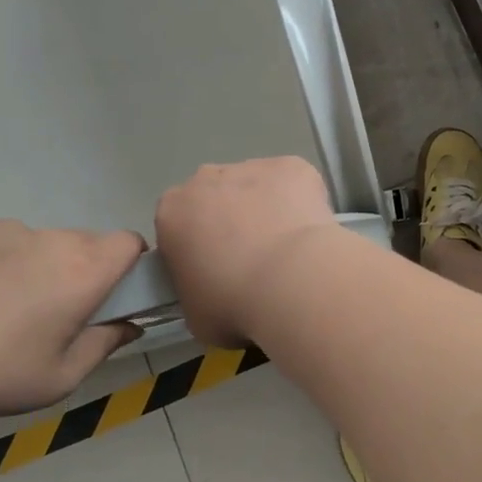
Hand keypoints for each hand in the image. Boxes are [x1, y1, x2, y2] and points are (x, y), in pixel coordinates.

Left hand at [0, 221, 145, 428]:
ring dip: (43, 264)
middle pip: (88, 242)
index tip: (115, 294)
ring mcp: (6, 230)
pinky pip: (4, 239)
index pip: (130, 243)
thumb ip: (105, 344)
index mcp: (83, 272)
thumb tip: (130, 324)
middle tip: (58, 311)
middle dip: (85, 269)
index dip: (130, 265)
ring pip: (44, 241)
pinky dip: (3, 259)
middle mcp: (51, 240)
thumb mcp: (62, 377)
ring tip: (5, 306)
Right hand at [155, 157, 336, 346]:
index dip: (196, 247)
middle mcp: (206, 179)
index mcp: (172, 212)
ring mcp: (252, 167)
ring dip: (266, 209)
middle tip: (254, 260)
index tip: (215, 271)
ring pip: (256, 186)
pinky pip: (293, 183)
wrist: (292, 280)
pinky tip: (309, 232)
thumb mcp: (196, 315)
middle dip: (230, 221)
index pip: (178, 225)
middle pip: (215, 197)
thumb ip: (195, 293)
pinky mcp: (292, 166)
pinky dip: (301, 201)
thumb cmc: (234, 304)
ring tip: (288, 250)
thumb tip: (213, 293)